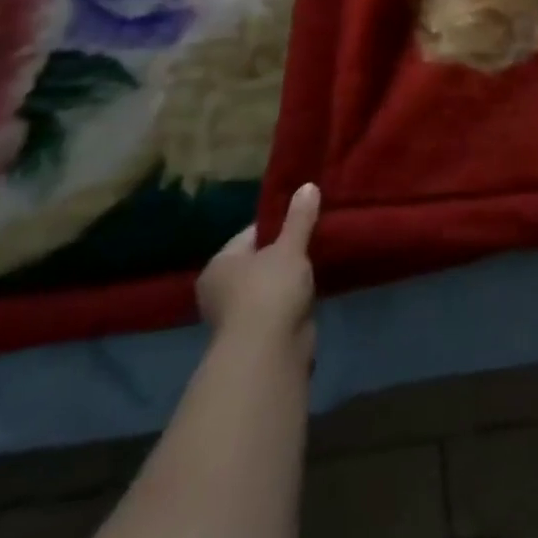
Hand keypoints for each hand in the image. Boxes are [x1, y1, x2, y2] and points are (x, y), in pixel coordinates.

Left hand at [196, 183, 320, 361]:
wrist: (269, 352)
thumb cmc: (270, 290)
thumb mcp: (289, 247)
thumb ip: (299, 218)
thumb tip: (308, 185)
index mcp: (220, 264)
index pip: (251, 234)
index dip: (279, 225)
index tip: (304, 220)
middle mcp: (221, 289)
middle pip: (259, 260)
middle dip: (285, 253)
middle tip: (314, 240)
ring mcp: (238, 315)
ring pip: (270, 286)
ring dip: (290, 279)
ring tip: (317, 263)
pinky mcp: (258, 335)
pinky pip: (278, 307)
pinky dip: (292, 300)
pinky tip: (312, 291)